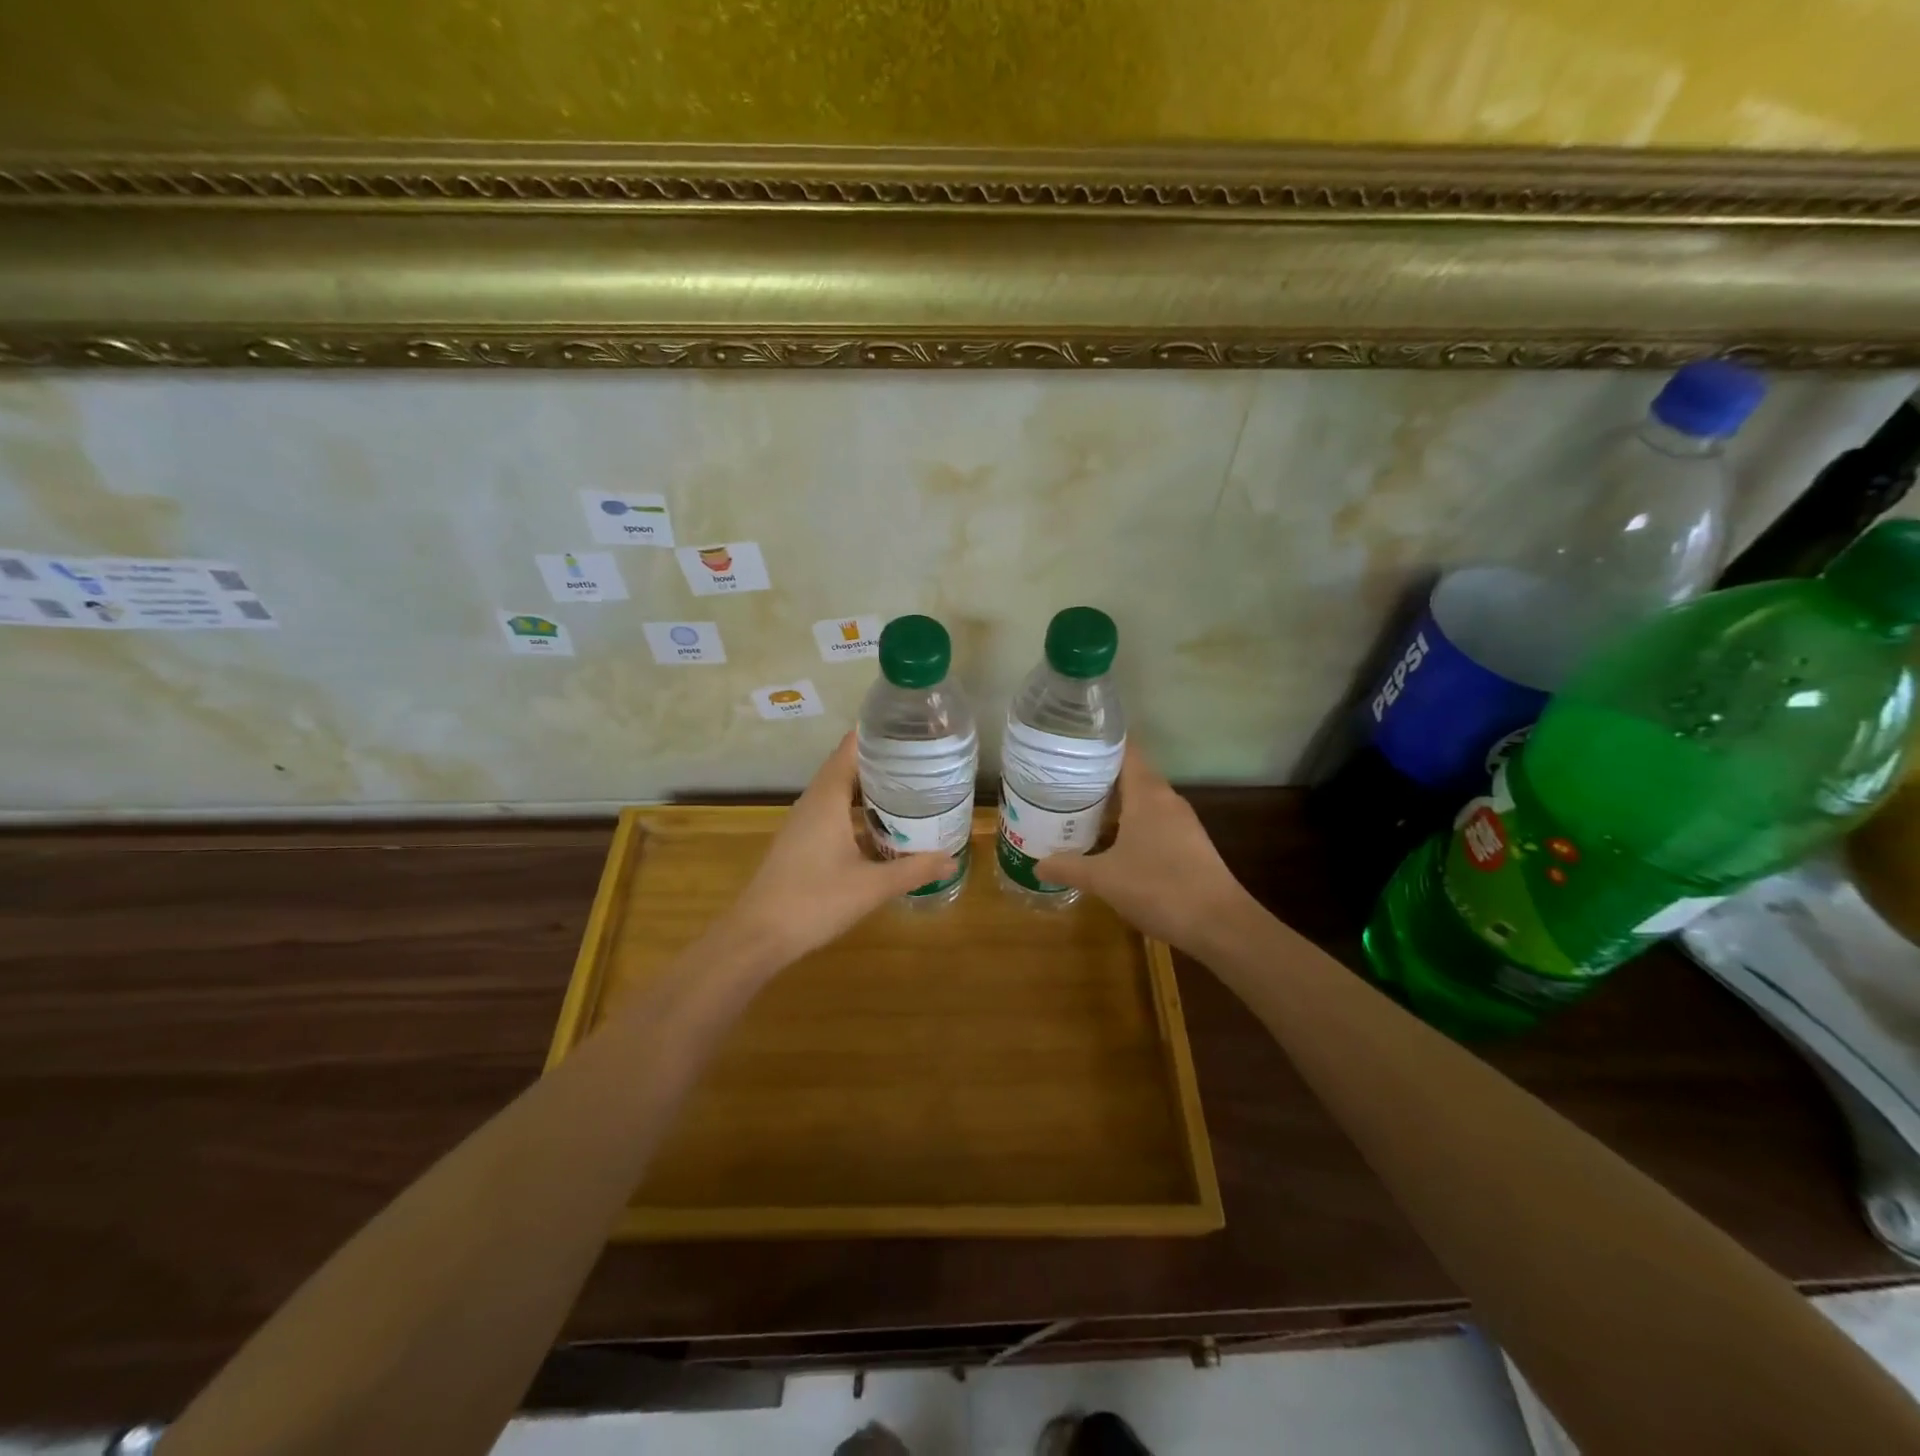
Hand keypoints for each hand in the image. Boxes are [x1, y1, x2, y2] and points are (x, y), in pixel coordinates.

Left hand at [705, 733, 955, 970]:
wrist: (758, 936)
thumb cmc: (815, 901)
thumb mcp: (871, 886)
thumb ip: (914, 870)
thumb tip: (952, 860)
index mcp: (827, 798)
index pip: (851, 748)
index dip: (878, 734)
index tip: (911, 729)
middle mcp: (813, 802)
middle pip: (847, 768)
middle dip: (882, 763)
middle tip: (923, 762)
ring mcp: (803, 823)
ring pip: (840, 793)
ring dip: (870, 790)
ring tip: (909, 790)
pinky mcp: (801, 843)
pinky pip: (833, 813)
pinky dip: (858, 813)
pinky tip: (882, 830)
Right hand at [1035, 744, 1252, 953]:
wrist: (1220, 924)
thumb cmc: (1159, 888)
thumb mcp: (1104, 878)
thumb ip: (1069, 867)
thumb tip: (1037, 864)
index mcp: (1147, 794)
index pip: (1125, 750)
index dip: (1099, 743)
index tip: (1070, 744)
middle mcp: (1167, 800)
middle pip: (1131, 774)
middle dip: (1098, 776)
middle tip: (1062, 780)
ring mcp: (1182, 823)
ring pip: (1143, 800)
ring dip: (1115, 803)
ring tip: (1079, 807)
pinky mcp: (1189, 844)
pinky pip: (1154, 821)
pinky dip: (1130, 823)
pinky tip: (1110, 841)